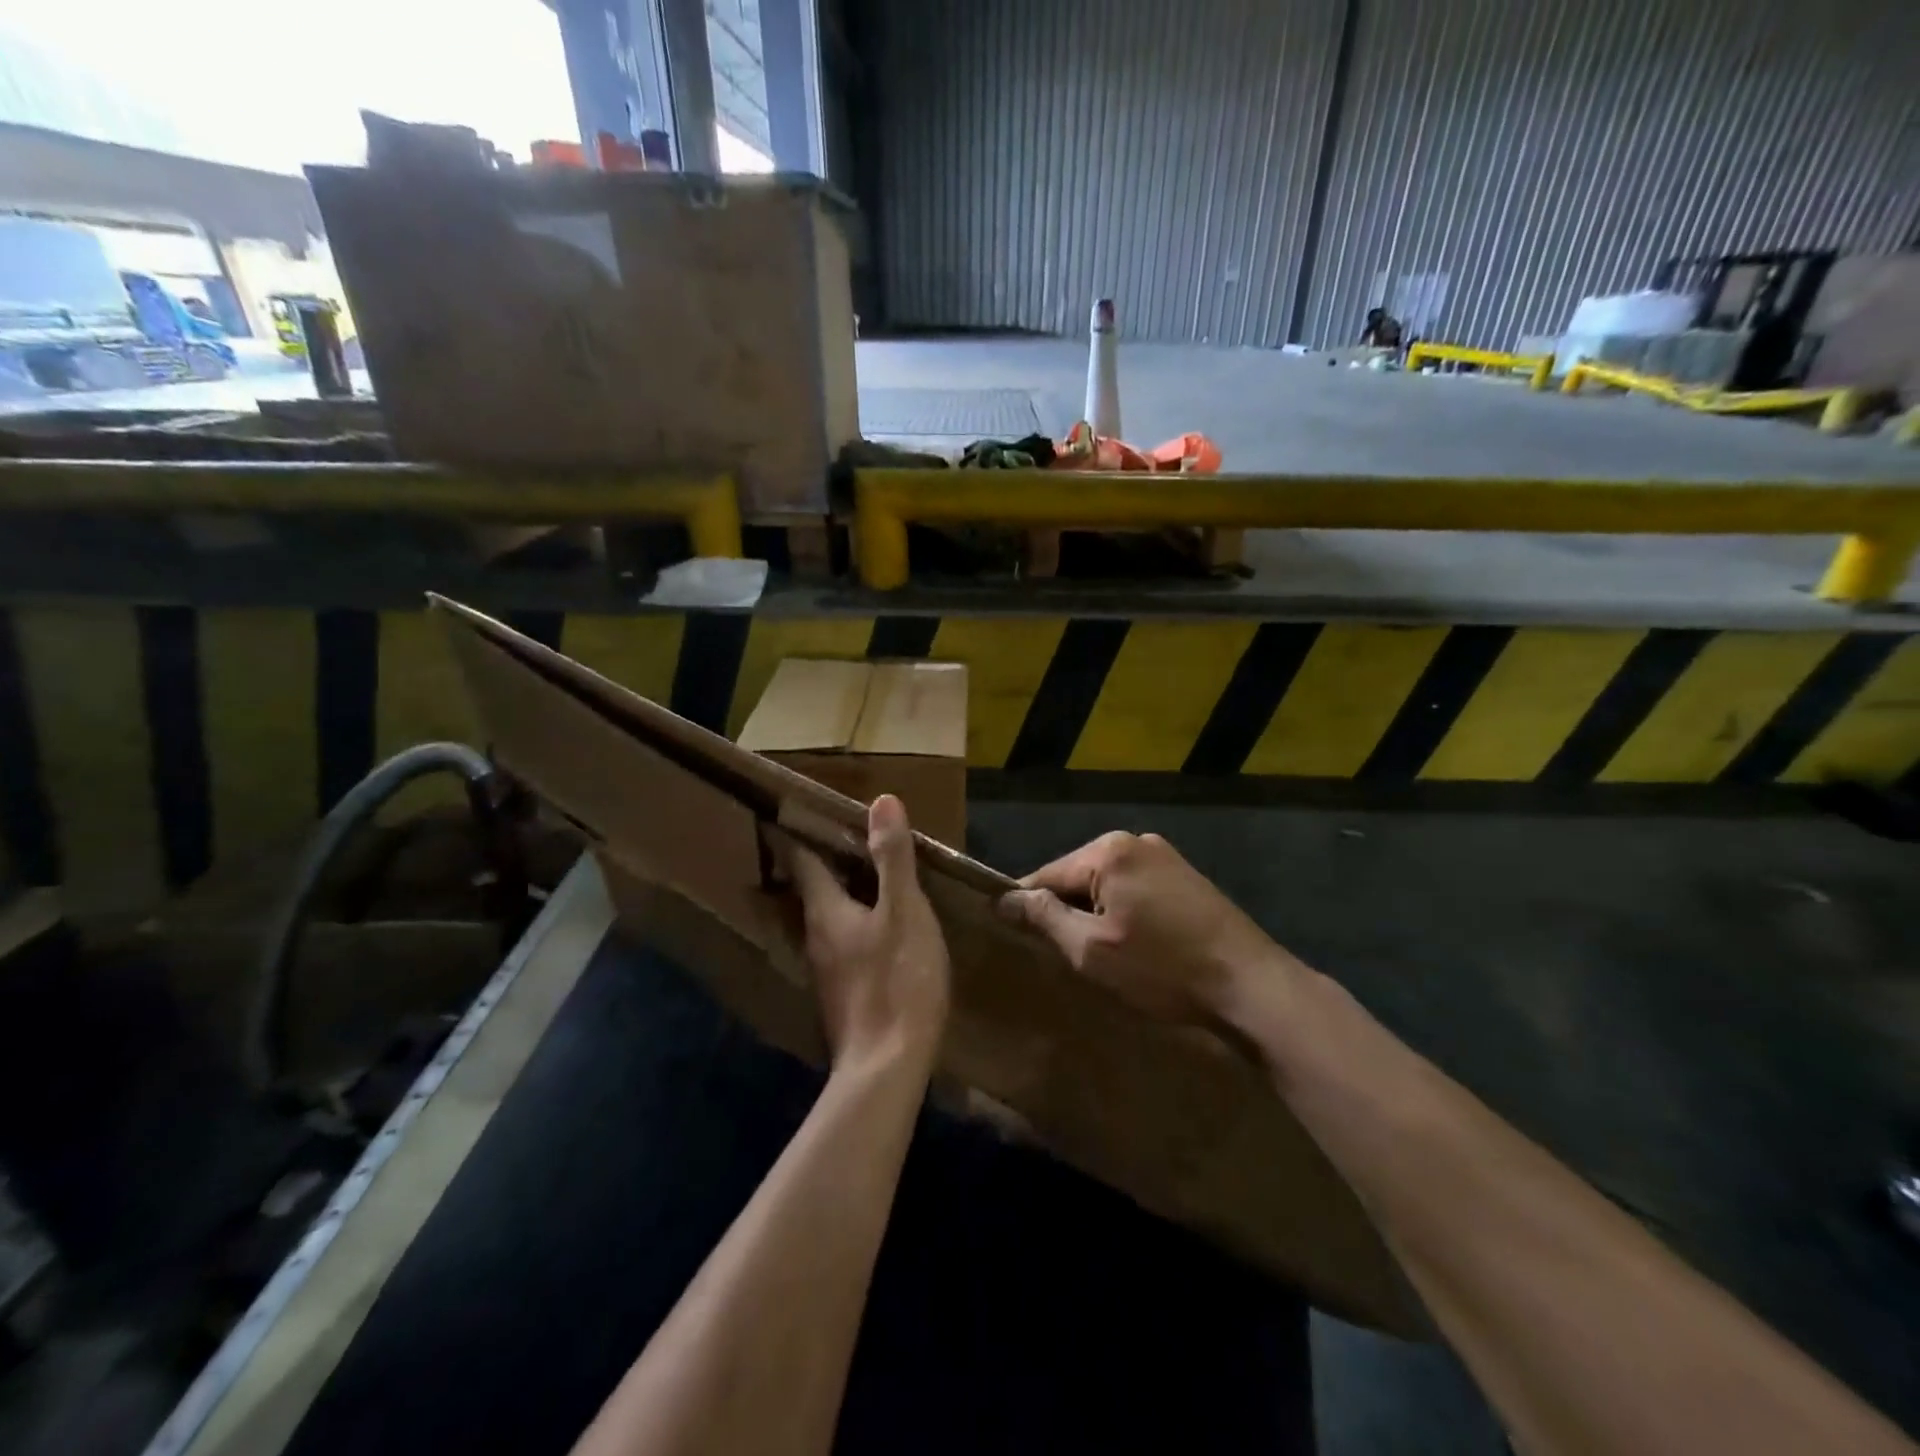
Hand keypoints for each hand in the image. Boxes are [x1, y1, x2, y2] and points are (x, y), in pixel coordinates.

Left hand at [788, 795, 950, 1073]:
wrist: (888, 1067)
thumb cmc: (897, 981)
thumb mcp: (904, 911)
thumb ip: (892, 858)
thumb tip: (881, 800)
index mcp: (825, 911)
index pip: (803, 861)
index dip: (801, 833)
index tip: (798, 810)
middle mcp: (815, 937)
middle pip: (812, 889)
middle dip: (823, 861)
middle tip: (844, 834)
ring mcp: (827, 970)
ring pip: (828, 917)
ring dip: (840, 893)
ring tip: (864, 874)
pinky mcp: (842, 994)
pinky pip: (843, 942)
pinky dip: (854, 922)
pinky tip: (877, 927)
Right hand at [999, 831, 1294, 1024]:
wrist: (1251, 985)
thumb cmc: (1163, 969)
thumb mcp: (1092, 950)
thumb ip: (1044, 918)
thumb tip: (1004, 898)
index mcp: (1108, 851)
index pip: (1046, 874)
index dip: (1028, 906)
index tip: (1019, 938)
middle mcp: (1134, 840)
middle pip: (1077, 875)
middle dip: (1067, 911)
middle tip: (1070, 956)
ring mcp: (1164, 855)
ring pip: (1106, 882)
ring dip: (1096, 913)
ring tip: (1104, 954)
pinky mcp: (1185, 875)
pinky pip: (1134, 887)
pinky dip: (1124, 910)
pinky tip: (1136, 943)